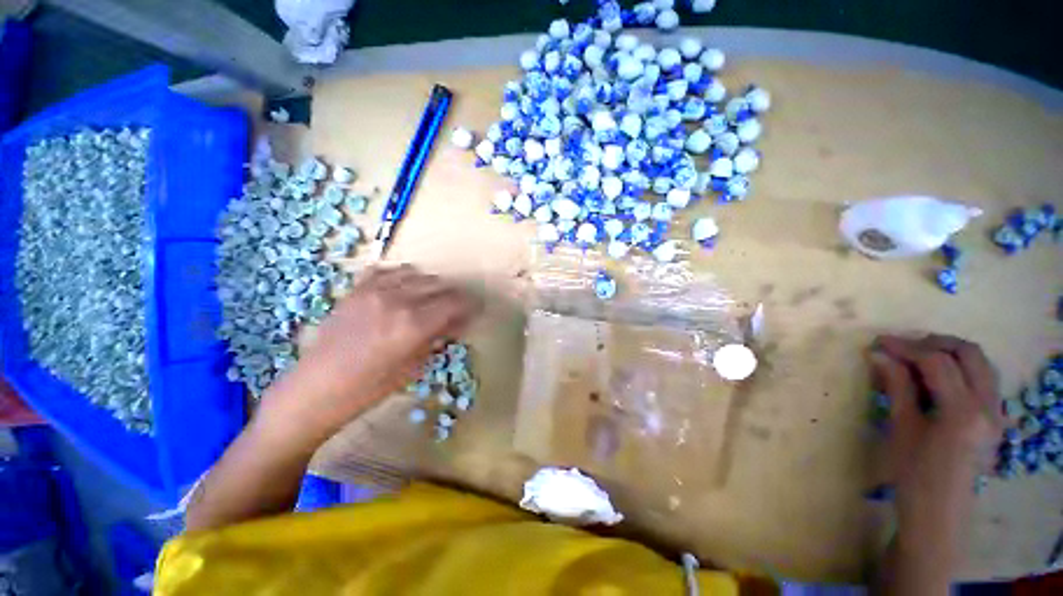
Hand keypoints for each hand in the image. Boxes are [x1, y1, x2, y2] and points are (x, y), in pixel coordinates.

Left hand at [260, 265, 481, 444]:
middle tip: (457, 310)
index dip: (471, 305)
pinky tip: (404, 289)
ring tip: (431, 300)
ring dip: (431, 285)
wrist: (315, 389)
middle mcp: (397, 300)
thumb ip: (439, 338)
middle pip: (439, 285)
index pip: (455, 303)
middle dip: (454, 296)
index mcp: (413, 324)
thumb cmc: (369, 388)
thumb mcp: (414, 367)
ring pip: (417, 273)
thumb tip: (459, 322)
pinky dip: (403, 276)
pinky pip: (388, 271)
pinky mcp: (356, 289)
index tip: (477, 310)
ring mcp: (374, 291)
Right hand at [869, 334, 1003, 520]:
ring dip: (949, 353)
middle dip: (934, 343)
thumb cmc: (914, 474)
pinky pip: (983, 378)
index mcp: (963, 412)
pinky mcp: (995, 417)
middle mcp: (989, 406)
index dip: (907, 347)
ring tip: (917, 358)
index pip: (938, 362)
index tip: (878, 343)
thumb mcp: (902, 428)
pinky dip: (960, 368)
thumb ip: (897, 387)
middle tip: (902, 347)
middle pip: (969, 353)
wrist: (939, 513)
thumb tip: (878, 354)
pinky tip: (937, 378)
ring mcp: (997, 412)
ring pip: (980, 363)